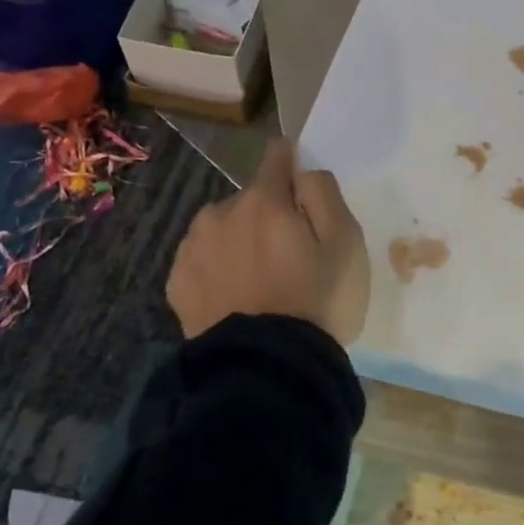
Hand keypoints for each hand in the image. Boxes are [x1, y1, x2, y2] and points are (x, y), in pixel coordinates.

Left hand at [167, 139, 371, 344]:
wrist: (266, 369)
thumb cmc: (317, 302)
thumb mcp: (346, 244)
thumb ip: (325, 194)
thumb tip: (303, 170)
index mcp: (264, 200)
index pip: (277, 156)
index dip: (294, 165)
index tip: (305, 189)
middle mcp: (220, 213)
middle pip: (251, 199)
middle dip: (269, 216)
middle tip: (291, 258)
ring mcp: (192, 249)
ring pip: (223, 229)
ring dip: (240, 242)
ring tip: (260, 283)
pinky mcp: (177, 284)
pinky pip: (204, 262)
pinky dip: (218, 271)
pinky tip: (237, 300)